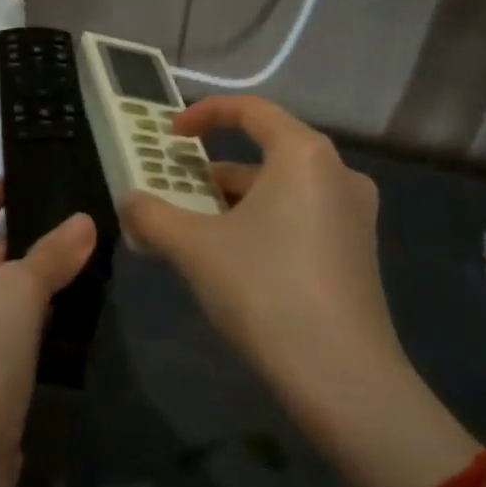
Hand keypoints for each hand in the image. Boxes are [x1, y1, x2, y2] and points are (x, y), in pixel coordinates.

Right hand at [121, 96, 403, 407]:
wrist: (341, 376)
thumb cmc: (264, 289)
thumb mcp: (195, 248)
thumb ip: (154, 216)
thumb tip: (128, 200)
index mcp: (304, 155)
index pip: (251, 110)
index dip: (204, 114)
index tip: (171, 135)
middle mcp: (337, 173)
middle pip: (267, 152)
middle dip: (214, 171)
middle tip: (176, 191)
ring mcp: (354, 214)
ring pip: (283, 190)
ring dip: (236, 202)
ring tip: (195, 230)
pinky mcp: (358, 251)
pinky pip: (301, 217)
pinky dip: (263, 223)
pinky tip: (235, 259)